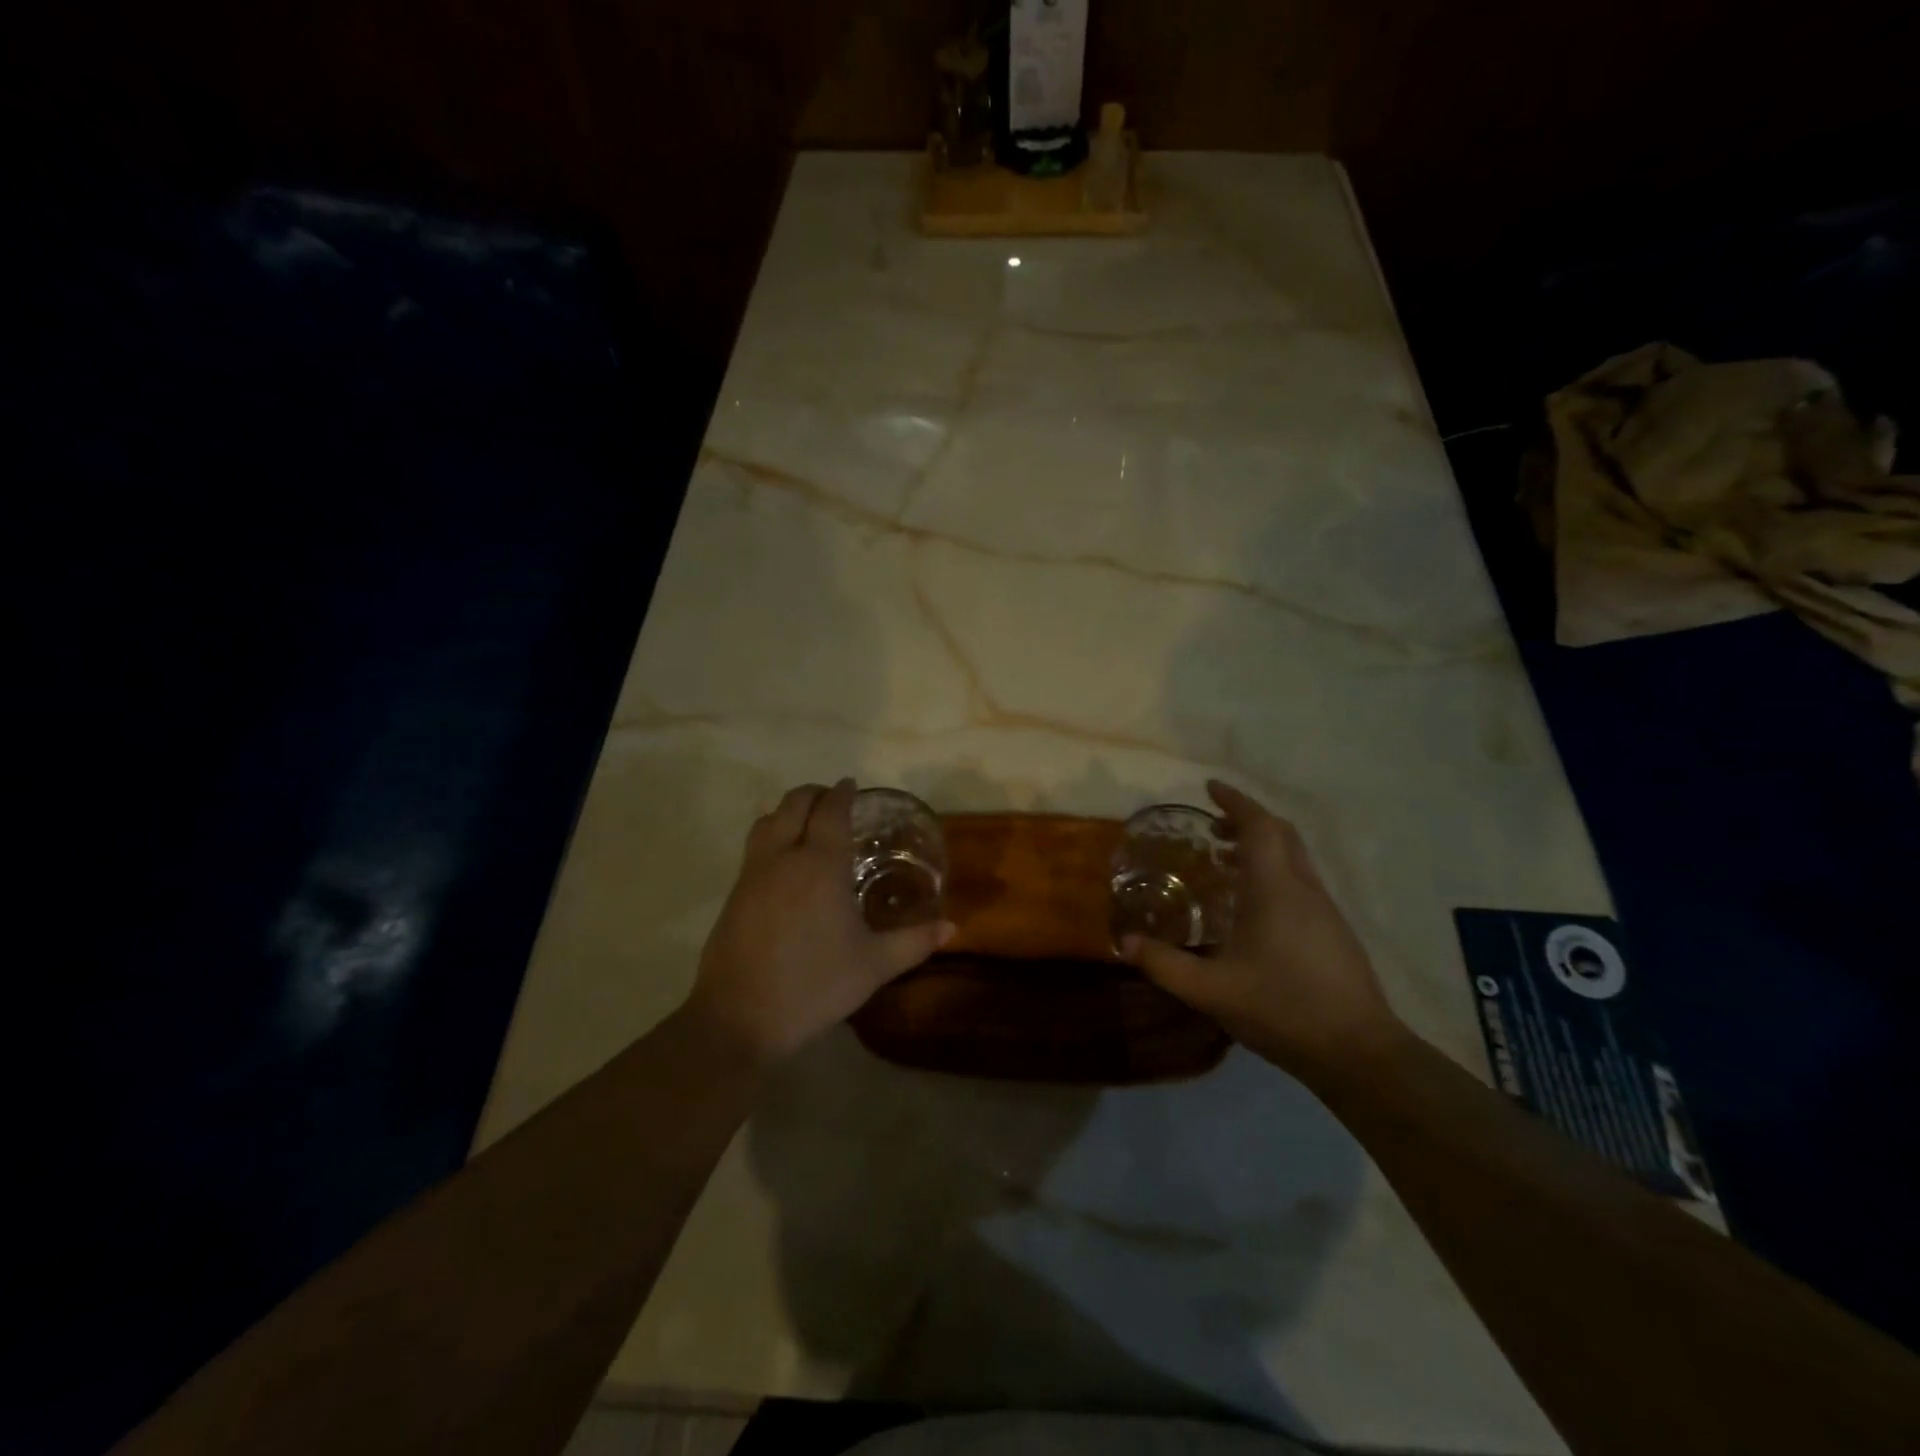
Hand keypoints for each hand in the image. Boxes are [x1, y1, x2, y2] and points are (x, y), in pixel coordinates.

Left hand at [685, 779, 954, 1065]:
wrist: (738, 1017)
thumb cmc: (813, 985)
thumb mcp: (873, 966)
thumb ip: (914, 942)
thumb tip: (953, 928)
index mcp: (820, 865)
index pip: (831, 810)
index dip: (842, 793)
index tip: (852, 786)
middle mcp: (783, 857)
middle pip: (794, 803)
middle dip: (815, 794)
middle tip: (834, 801)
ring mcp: (752, 873)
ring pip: (767, 820)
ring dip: (788, 811)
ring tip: (808, 823)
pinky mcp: (734, 893)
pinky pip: (755, 847)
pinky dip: (772, 835)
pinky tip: (785, 862)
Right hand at [1119, 780, 1402, 1075]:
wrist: (1358, 1052)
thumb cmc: (1282, 1009)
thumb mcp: (1211, 991)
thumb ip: (1164, 964)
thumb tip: (1124, 941)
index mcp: (1275, 888)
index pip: (1259, 826)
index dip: (1235, 801)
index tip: (1210, 788)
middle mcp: (1303, 887)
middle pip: (1280, 833)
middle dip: (1247, 820)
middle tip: (1213, 827)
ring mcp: (1324, 908)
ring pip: (1294, 857)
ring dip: (1262, 846)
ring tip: (1225, 862)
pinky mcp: (1334, 930)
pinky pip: (1300, 880)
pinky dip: (1274, 871)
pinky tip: (1253, 905)